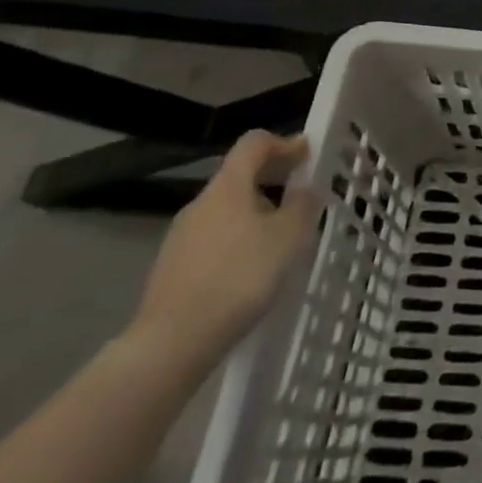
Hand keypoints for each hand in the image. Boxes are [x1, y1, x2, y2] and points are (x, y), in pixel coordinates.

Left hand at [129, 131, 322, 371]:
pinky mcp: (173, 267)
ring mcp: (181, 236)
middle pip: (239, 176)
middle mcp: (201, 203)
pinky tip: (252, 269)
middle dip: (273, 180)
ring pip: (227, 210)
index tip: (308, 154)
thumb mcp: (290, 237)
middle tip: (301, 198)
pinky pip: (214, 239)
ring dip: (256, 212)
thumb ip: (303, 205)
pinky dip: (238, 240)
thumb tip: (305, 190)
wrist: (174, 341)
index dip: (284, 142)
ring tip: (281, 239)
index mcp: (228, 187)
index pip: (254, 143)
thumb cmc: (241, 276)